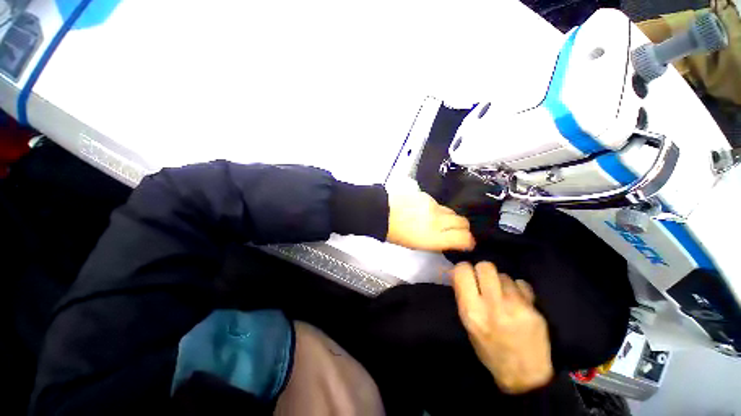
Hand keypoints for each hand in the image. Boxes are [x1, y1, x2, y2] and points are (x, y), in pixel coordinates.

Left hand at [386, 190, 474, 251]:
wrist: (382, 213)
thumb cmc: (397, 234)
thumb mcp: (418, 245)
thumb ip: (438, 242)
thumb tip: (452, 240)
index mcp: (434, 237)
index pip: (464, 238)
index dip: (468, 242)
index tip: (467, 243)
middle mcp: (437, 221)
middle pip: (463, 222)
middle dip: (463, 228)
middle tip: (456, 231)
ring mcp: (433, 206)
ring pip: (451, 211)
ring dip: (449, 218)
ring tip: (437, 221)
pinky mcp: (427, 196)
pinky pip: (439, 204)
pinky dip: (437, 209)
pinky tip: (426, 211)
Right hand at [452, 262, 553, 393]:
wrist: (524, 376)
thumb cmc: (489, 349)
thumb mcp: (468, 324)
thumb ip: (464, 297)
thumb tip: (462, 273)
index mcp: (470, 310)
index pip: (462, 271)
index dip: (464, 269)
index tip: (468, 274)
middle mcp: (491, 306)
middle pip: (485, 266)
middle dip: (484, 271)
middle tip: (486, 282)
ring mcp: (514, 307)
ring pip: (504, 275)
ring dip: (502, 282)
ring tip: (504, 296)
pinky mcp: (533, 311)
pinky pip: (521, 285)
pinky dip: (518, 289)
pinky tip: (518, 301)